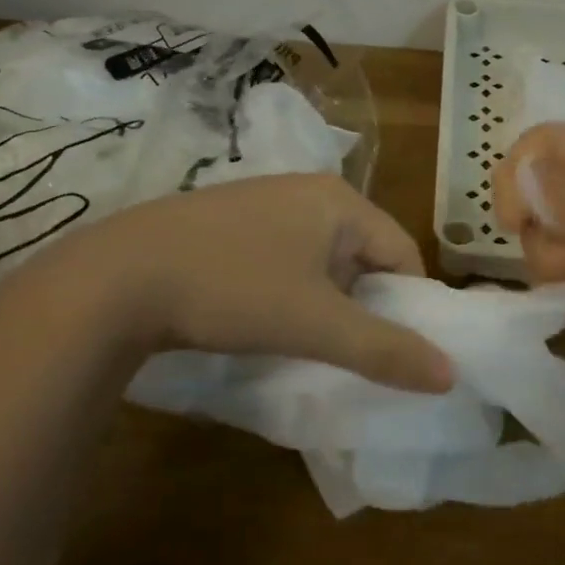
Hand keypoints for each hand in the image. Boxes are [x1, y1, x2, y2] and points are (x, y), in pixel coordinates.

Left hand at [0, 174, 453, 392]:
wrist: (115, 277)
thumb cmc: (231, 289)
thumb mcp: (315, 324)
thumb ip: (385, 349)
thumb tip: (450, 374)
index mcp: (339, 200)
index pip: (403, 253)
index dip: (408, 305)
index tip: (394, 351)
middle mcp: (307, 190)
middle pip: (364, 255)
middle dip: (364, 304)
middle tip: (346, 350)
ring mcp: (263, 201)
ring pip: (322, 258)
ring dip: (325, 301)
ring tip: (303, 340)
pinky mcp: (229, 220)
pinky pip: (284, 256)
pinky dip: (289, 288)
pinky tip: (262, 316)